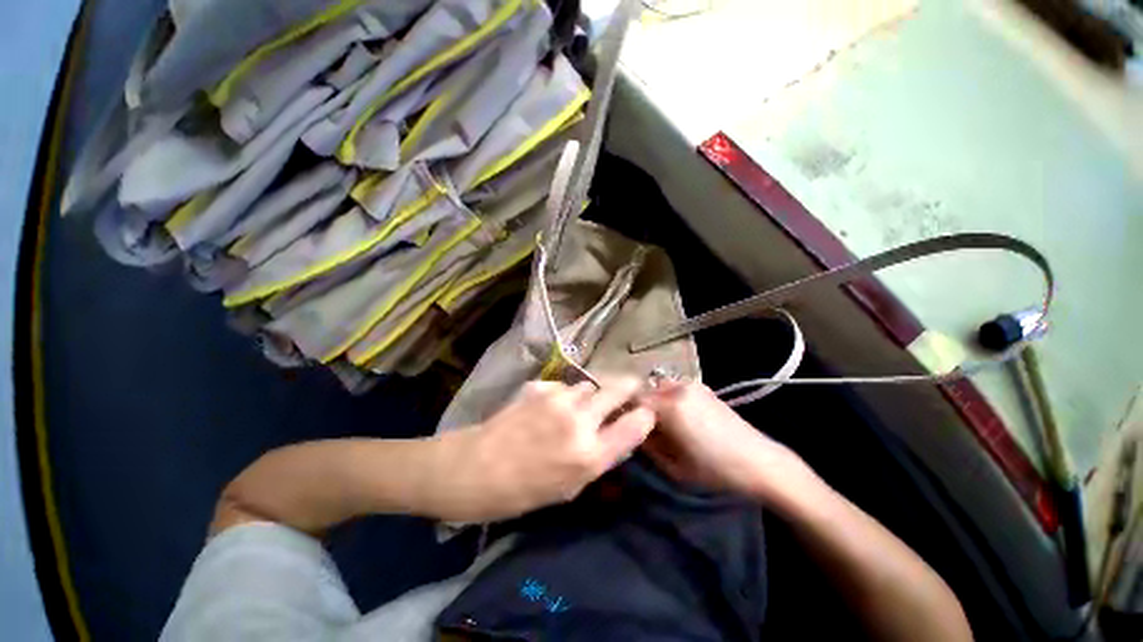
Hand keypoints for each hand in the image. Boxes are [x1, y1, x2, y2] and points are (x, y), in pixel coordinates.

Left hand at [424, 377, 655, 522]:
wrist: (473, 468)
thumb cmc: (521, 492)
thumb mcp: (569, 489)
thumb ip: (599, 459)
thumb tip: (619, 436)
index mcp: (589, 454)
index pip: (636, 423)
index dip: (645, 415)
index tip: (645, 412)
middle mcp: (579, 421)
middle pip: (618, 388)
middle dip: (629, 387)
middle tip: (629, 390)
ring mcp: (557, 399)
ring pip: (590, 385)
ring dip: (593, 393)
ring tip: (583, 404)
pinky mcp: (539, 386)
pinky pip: (564, 386)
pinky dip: (565, 394)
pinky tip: (551, 407)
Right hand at [640, 381, 813, 501]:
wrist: (761, 463)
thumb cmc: (716, 471)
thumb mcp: (674, 467)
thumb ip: (648, 446)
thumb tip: (634, 432)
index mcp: (670, 406)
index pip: (633, 399)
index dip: (624, 411)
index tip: (622, 425)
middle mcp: (679, 388)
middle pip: (646, 390)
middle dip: (640, 407)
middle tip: (642, 427)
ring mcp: (693, 385)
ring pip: (660, 387)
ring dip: (654, 401)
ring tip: (661, 422)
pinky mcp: (704, 388)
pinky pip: (675, 388)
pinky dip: (669, 398)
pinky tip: (679, 417)